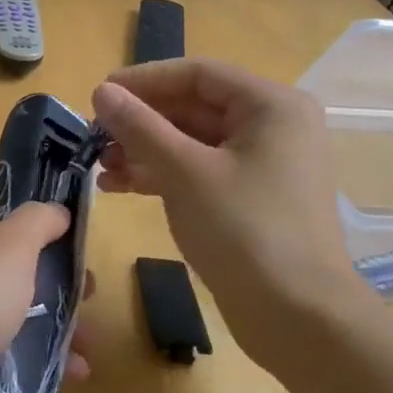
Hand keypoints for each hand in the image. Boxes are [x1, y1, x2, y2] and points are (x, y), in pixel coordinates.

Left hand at [0, 164, 86, 392]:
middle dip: (46, 262)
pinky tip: (67, 373)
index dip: (18, 180)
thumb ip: (37, 222)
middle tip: (84, 284)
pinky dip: (26, 348)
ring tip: (86, 337)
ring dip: (46, 312)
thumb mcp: (8, 250)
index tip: (58, 206)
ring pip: (1, 293)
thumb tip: (53, 209)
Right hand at [92, 58, 372, 365]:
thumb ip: (139, 126)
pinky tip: (121, 186)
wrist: (298, 319)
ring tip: (101, 166)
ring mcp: (264, 164)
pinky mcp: (253, 198)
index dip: (144, 80)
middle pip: (194, 107)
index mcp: (270, 106)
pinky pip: (201, 170)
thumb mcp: (184, 172)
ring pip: (193, 142)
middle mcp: (273, 126)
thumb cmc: (244, 231)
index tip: (99, 93)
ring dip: (145, 150)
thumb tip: (103, 91)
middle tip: (94, 135)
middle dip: (141, 122)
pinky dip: (163, 174)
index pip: (197, 74)